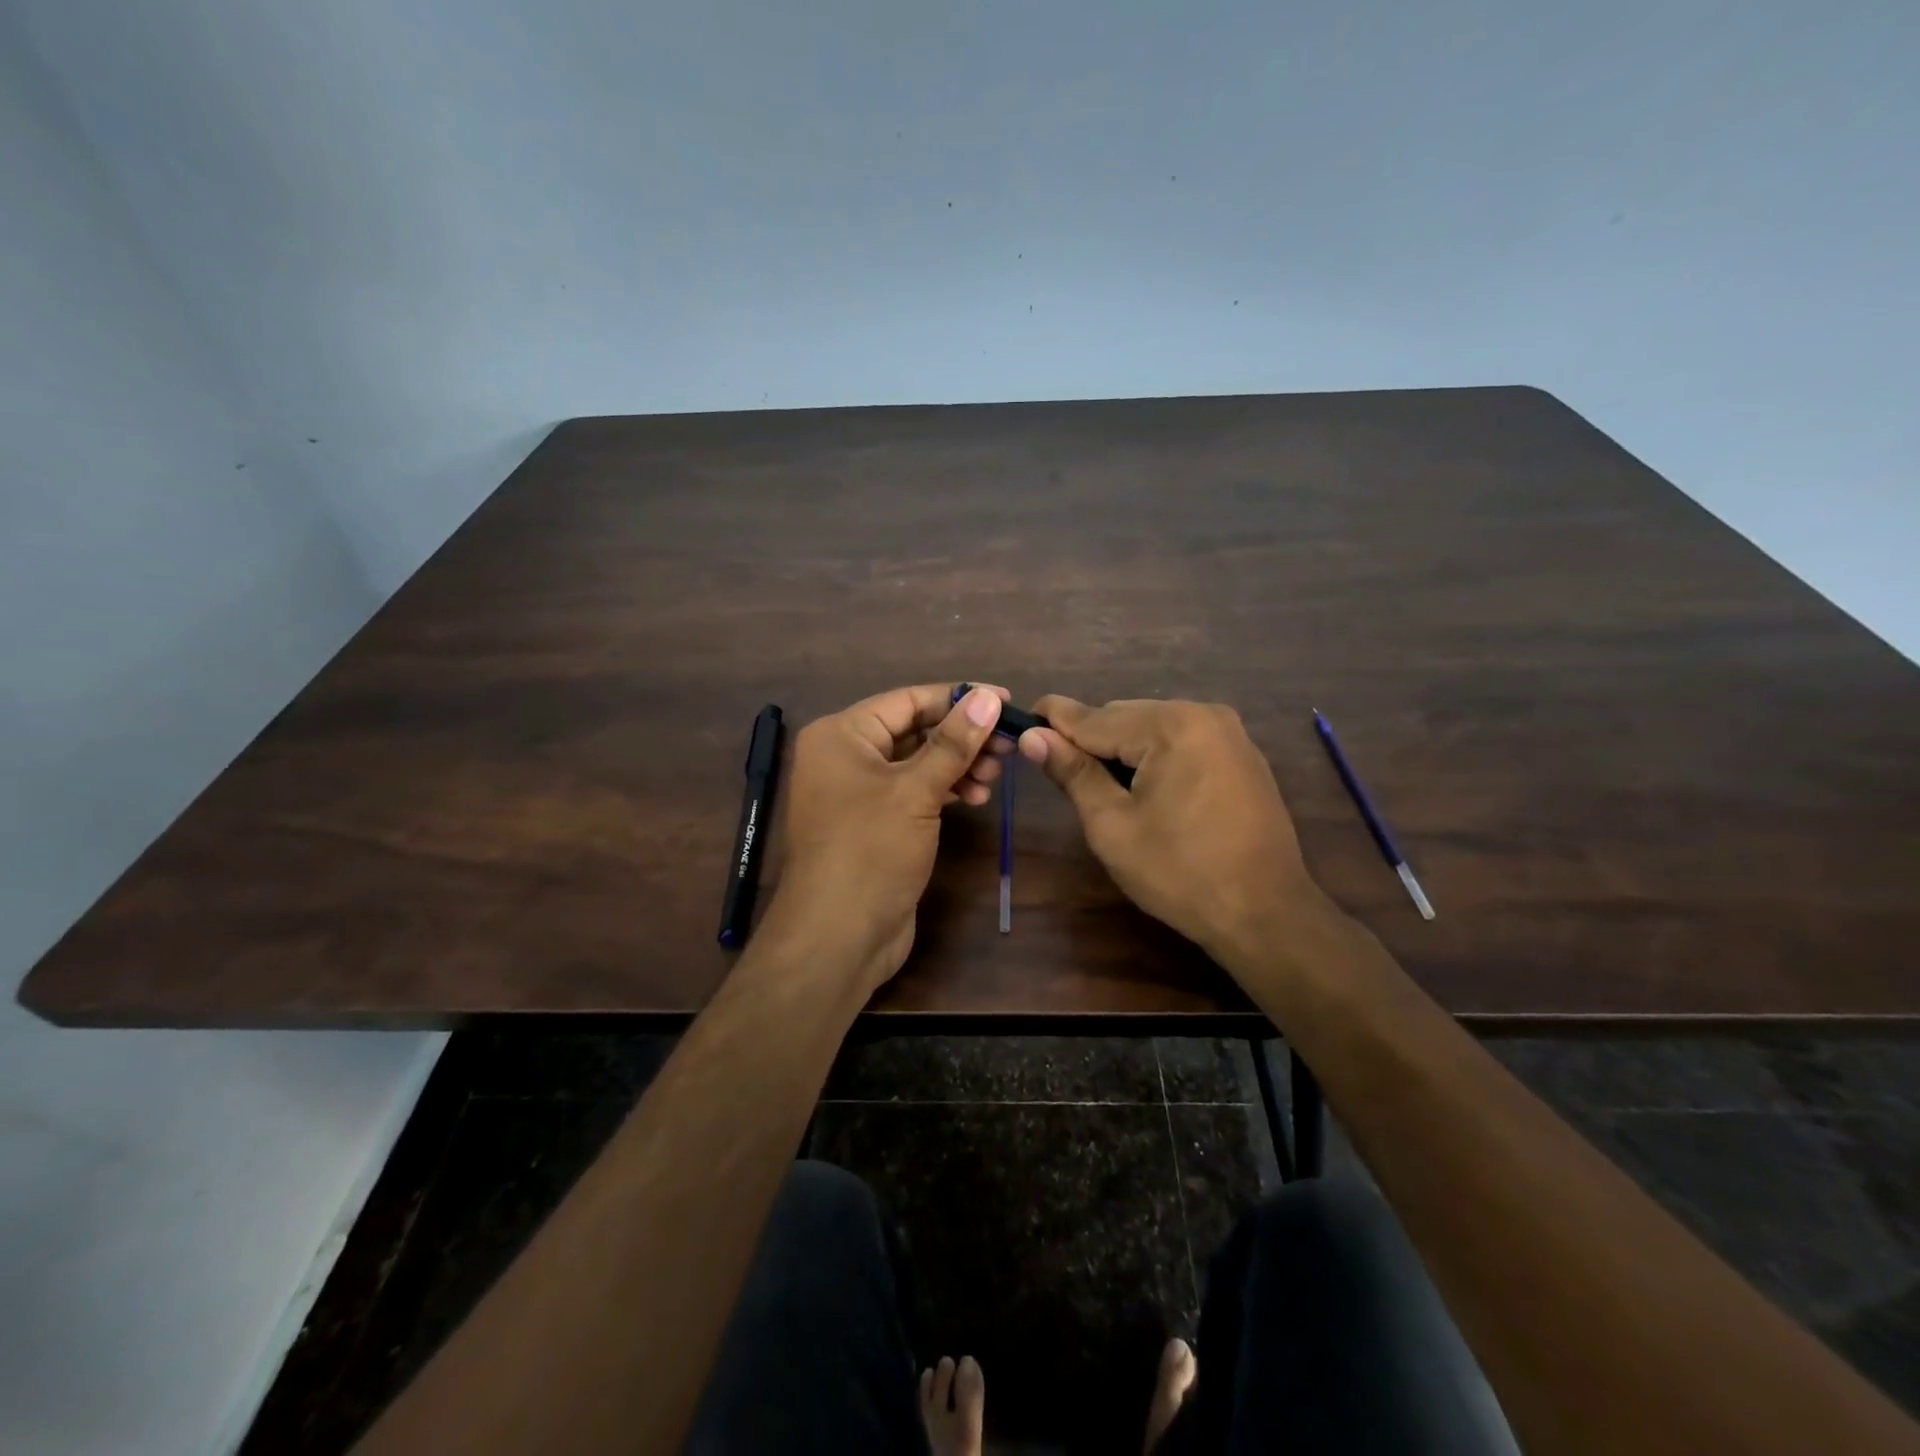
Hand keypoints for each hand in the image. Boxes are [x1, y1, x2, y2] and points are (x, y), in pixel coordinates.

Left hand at [763, 683, 1010, 993]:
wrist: (837, 937)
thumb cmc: (870, 852)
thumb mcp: (915, 791)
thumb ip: (954, 743)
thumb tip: (988, 697)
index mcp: (842, 734)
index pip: (908, 700)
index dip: (959, 698)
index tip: (1006, 700)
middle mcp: (846, 756)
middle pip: (914, 730)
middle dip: (962, 737)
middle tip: (1008, 748)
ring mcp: (859, 792)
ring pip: (918, 762)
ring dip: (958, 765)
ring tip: (993, 779)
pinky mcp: (875, 823)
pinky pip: (914, 791)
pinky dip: (944, 789)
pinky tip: (974, 797)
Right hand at [1018, 697, 1325, 958]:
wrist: (1266, 914)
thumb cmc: (1180, 872)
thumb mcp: (1112, 824)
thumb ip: (1073, 772)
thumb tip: (1033, 736)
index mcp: (1171, 725)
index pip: (1095, 717)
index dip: (1054, 719)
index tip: (1020, 717)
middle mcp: (1203, 714)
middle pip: (1124, 717)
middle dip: (1089, 739)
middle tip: (1056, 768)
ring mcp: (1229, 734)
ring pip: (1152, 729)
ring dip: (1121, 750)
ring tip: (1096, 784)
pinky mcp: (1240, 756)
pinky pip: (1181, 742)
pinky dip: (1153, 756)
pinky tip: (1142, 787)